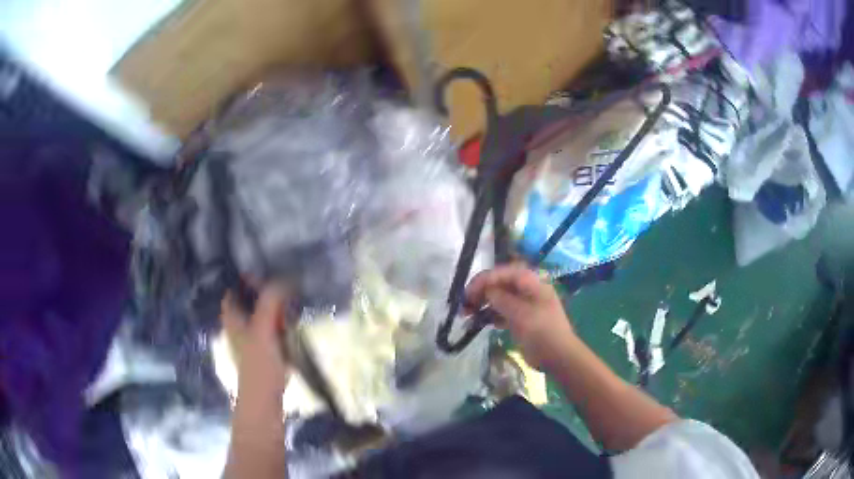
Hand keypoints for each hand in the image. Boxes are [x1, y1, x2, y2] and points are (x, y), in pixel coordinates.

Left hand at [221, 285, 292, 397]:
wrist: (265, 395)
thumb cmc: (259, 361)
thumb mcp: (263, 327)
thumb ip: (271, 301)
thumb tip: (284, 279)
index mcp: (232, 316)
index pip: (235, 288)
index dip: (247, 278)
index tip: (266, 271)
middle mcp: (238, 322)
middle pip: (249, 298)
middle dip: (264, 290)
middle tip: (284, 283)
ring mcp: (251, 335)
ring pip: (261, 311)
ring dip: (274, 304)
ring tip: (291, 296)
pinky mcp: (264, 346)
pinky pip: (271, 325)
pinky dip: (279, 319)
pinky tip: (291, 318)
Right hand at [466, 264, 575, 370]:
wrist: (558, 357)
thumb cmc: (542, 332)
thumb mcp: (520, 314)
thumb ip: (501, 299)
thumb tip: (486, 289)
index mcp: (532, 282)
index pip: (503, 272)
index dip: (484, 279)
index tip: (467, 292)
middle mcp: (527, 289)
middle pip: (499, 284)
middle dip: (480, 291)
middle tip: (464, 304)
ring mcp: (524, 304)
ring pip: (498, 298)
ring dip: (481, 304)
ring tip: (465, 315)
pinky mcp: (520, 319)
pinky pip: (501, 312)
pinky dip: (488, 316)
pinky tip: (476, 323)